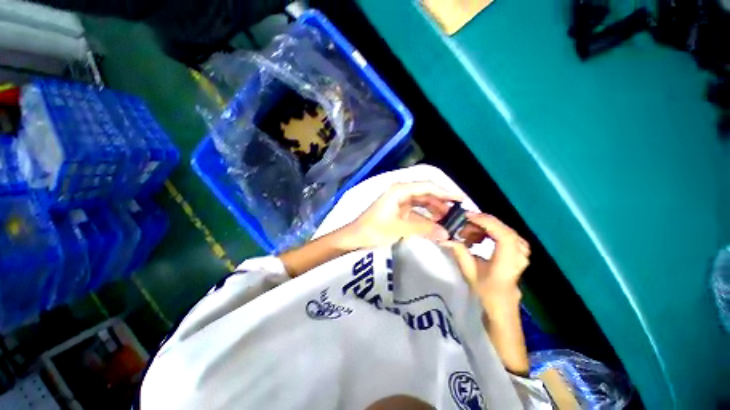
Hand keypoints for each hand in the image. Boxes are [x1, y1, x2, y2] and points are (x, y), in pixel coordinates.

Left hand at [342, 182, 463, 249]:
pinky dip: (426, 216)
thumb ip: (423, 229)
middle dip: (441, 202)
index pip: (427, 186)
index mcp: (400, 190)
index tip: (460, 199)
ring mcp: (399, 201)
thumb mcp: (399, 228)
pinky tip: (435, 223)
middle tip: (457, 214)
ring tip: (449, 220)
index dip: (445, 192)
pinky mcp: (398, 210)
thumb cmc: (374, 230)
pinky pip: (416, 210)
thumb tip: (447, 233)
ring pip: (422, 202)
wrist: (355, 237)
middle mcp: (401, 192)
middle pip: (426, 193)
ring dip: (435, 210)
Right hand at [443, 213, 530, 308]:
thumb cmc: (486, 290)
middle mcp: (519, 254)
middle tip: (462, 228)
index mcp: (508, 263)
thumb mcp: (469, 272)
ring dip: (483, 228)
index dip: (486, 222)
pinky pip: (504, 233)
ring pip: (502, 229)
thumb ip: (459, 252)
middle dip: (480, 224)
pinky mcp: (518, 249)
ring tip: (468, 236)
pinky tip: (477, 238)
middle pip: (502, 228)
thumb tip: (443, 238)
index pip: (504, 235)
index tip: (467, 216)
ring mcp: (522, 251)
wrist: (501, 303)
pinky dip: (489, 232)